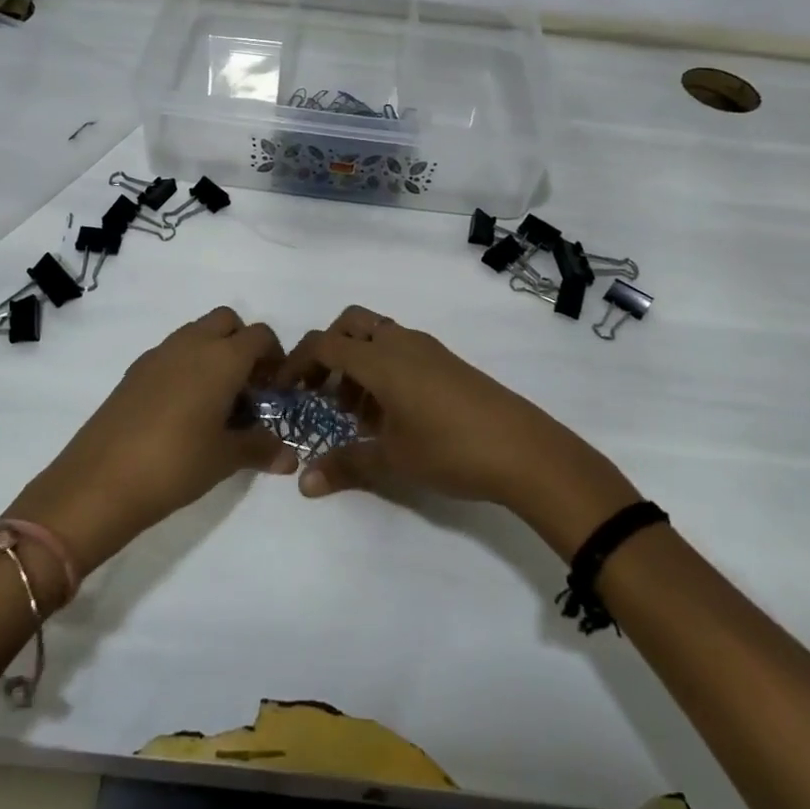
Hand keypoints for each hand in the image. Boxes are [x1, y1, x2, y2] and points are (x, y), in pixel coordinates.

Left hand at [8, 308, 297, 584]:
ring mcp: (158, 355)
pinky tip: (182, 410)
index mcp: (222, 358)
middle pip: (227, 321)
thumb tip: (289, 457)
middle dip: (242, 344)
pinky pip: (171, 354)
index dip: (274, 357)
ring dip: (213, 353)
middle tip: (247, 387)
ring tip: (216, 401)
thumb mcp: (225, 459)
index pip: (260, 336)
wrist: (100, 481)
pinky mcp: (134, 372)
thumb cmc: (176, 464)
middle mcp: (191, 344)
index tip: (275, 389)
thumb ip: (260, 449)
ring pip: (195, 333)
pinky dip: (185, 367)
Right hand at [274, 306, 639, 557]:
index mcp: (382, 359)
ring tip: (356, 412)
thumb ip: (345, 464)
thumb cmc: (450, 450)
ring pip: (379, 337)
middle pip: (351, 324)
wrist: (525, 450)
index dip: (297, 362)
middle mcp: (402, 343)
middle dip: (328, 351)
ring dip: (358, 362)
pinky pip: (402, 351)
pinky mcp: (448, 363)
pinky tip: (390, 414)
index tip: (284, 389)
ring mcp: (429, 350)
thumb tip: (304, 484)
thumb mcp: (392, 459)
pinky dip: (383, 369)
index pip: (325, 344)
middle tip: (321, 391)